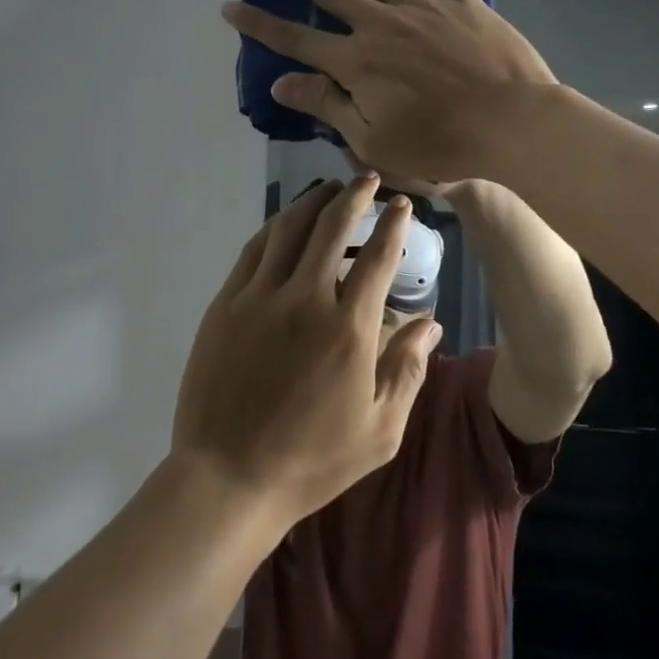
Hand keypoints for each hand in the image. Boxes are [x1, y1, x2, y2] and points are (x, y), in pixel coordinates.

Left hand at [170, 175, 443, 526]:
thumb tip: (432, 322)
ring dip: (313, 202)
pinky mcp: (226, 305)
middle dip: (353, 196)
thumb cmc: (313, 460)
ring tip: (329, 188)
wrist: (228, 479)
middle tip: (366, 179)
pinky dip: (275, 228)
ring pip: (289, 229)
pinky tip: (285, 222)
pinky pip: (254, 250)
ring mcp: (259, 298)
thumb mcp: (380, 430)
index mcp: (348, 329)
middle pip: (331, 227)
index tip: (401, 204)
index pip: (377, 257)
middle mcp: (305, 300)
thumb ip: (408, 369)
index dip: (393, 224)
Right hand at [222, 0, 557, 183]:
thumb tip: (280, 82)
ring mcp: (421, 8)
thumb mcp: (374, 140)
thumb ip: (327, 106)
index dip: (260, 24)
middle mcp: (380, 25)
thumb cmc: (441, 144)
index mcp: (356, 63)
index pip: (296, 40)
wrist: (512, 124)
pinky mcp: (460, 2)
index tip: (230, 5)